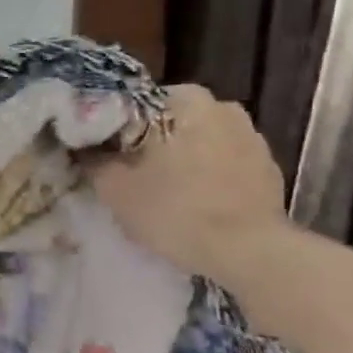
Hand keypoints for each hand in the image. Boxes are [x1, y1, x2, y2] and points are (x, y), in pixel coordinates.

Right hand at [87, 85, 286, 278]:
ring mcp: (251, 135)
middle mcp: (222, 106)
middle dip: (152, 140)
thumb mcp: (114, 188)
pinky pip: (225, 162)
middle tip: (132, 172)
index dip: (117, 128)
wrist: (247, 251)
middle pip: (171, 120)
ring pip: (200, 139)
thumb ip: (94, 159)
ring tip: (165, 189)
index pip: (137, 103)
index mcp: (184, 100)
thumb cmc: (174, 210)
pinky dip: (208, 174)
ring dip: (183, 156)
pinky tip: (196, 201)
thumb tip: (85, 147)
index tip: (105, 152)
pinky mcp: (268, 166)